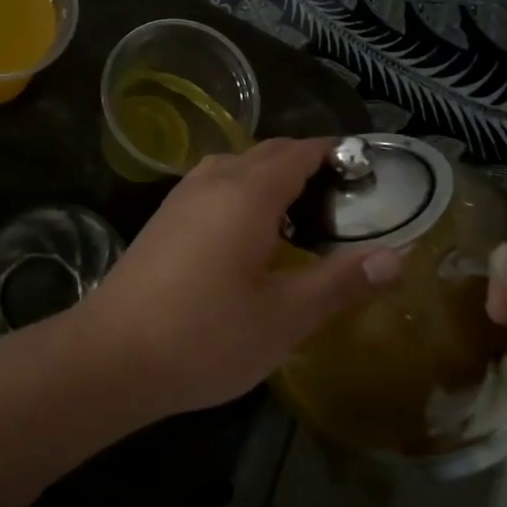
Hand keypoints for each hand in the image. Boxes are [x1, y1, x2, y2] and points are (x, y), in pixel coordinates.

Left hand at [76, 138, 402, 417]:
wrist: (111, 355)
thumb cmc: (205, 335)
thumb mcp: (285, 317)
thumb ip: (340, 283)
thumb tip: (395, 257)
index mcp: (247, 192)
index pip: (300, 151)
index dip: (335, 154)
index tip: (366, 172)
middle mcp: (213, 179)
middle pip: (268, 152)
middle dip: (307, 165)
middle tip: (343, 203)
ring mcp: (182, 196)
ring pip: (237, 167)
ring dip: (272, 179)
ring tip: (302, 220)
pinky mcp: (164, 218)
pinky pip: (215, 186)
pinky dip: (243, 194)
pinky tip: (251, 238)